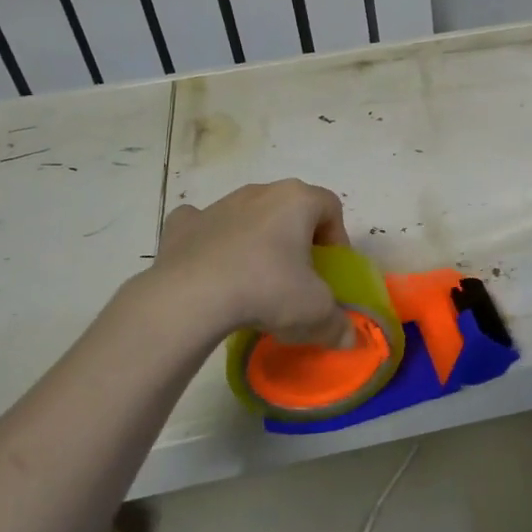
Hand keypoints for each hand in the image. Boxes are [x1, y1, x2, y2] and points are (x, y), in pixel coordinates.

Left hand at [152, 180, 354, 347]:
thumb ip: (337, 323)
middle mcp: (259, 192)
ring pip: (248, 216)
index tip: (329, 270)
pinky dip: (211, 242)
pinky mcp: (182, 224)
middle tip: (296, 276)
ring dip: (256, 239)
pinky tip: (212, 269)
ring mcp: (217, 205)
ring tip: (254, 279)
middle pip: (289, 208)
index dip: (336, 238)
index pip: (330, 208)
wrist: (190, 298)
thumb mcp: (314, 313)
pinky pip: (205, 226)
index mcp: (297, 200)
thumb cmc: (266, 290)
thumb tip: (349, 339)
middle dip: (296, 237)